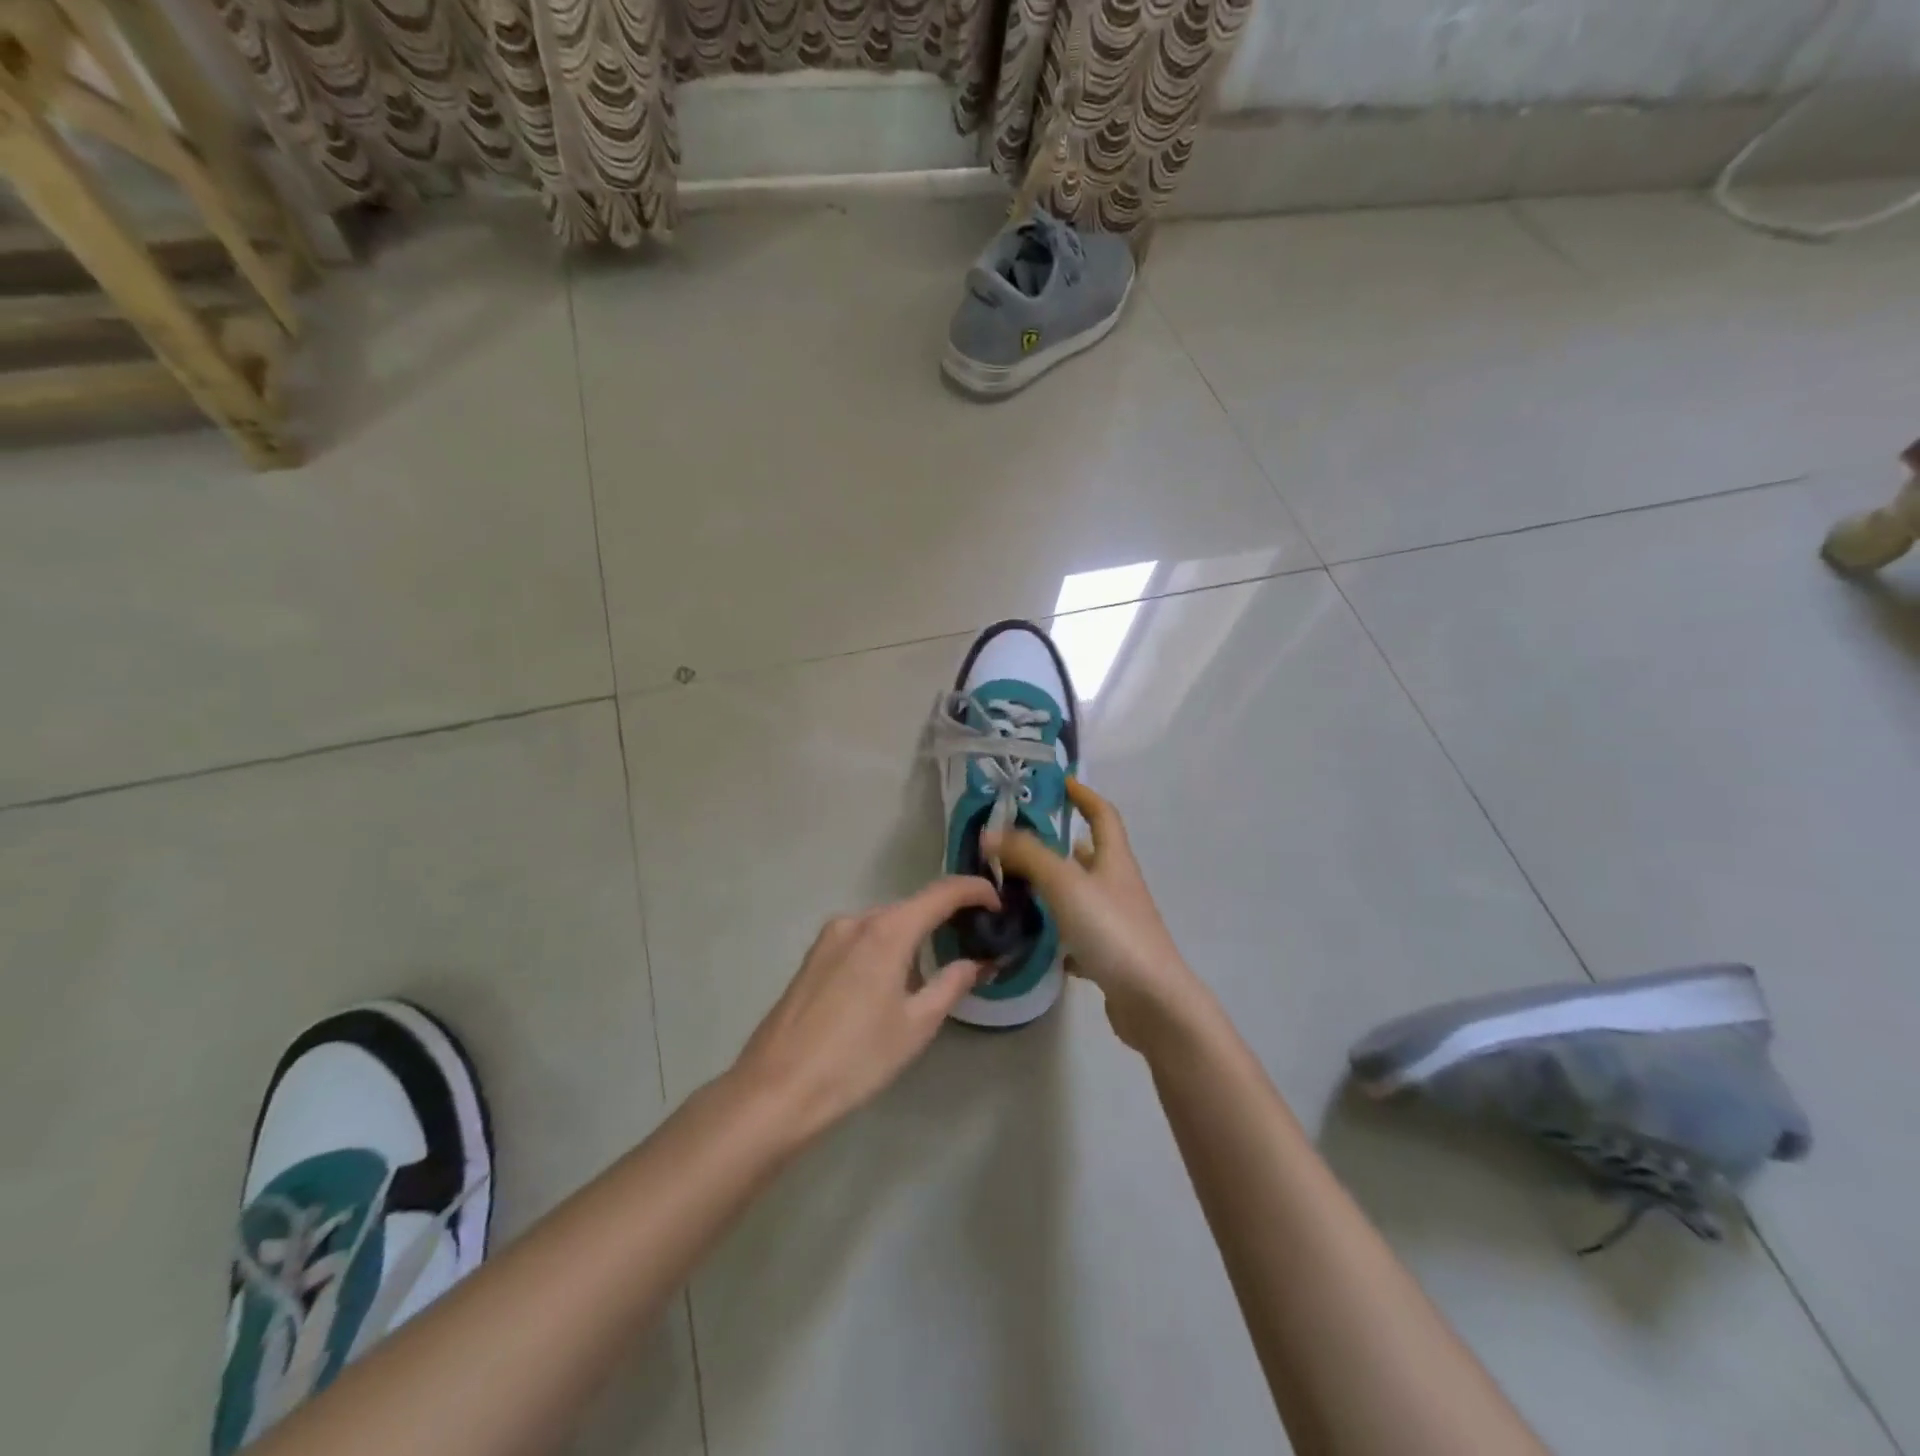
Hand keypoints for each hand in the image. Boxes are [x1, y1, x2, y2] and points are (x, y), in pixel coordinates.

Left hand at [734, 876, 998, 1142]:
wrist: (777, 1089)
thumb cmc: (856, 1059)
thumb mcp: (916, 1025)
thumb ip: (952, 983)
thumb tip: (979, 961)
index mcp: (887, 930)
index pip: (942, 892)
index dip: (975, 891)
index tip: (999, 904)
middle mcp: (857, 920)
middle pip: (912, 907)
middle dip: (944, 920)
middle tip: (972, 946)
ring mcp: (829, 936)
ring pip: (885, 924)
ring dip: (913, 938)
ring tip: (930, 977)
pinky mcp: (813, 957)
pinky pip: (861, 939)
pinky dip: (885, 948)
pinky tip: (887, 987)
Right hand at [985, 780, 1211, 1054]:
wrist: (1152, 1001)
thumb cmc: (1112, 930)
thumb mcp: (1066, 883)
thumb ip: (1028, 855)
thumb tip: (990, 833)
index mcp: (1115, 860)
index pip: (1103, 815)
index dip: (1084, 795)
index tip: (1061, 782)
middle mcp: (1118, 886)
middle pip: (1091, 855)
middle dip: (1058, 844)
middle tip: (1018, 842)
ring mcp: (1117, 923)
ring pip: (1081, 895)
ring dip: (1054, 888)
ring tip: (1016, 888)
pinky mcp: (1110, 956)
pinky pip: (1079, 935)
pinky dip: (1058, 933)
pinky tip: (1035, 942)